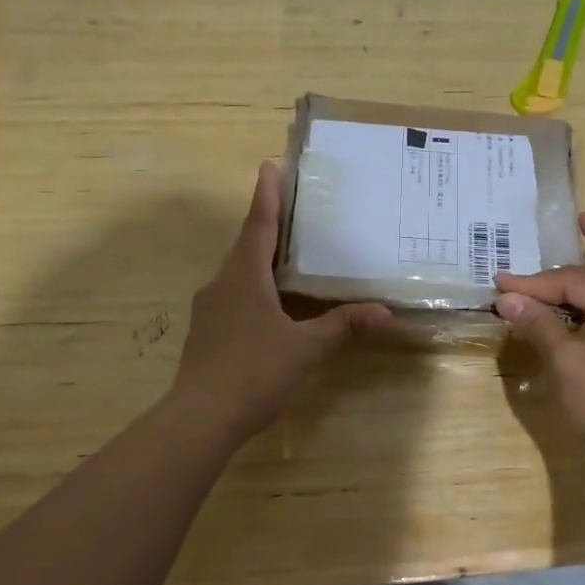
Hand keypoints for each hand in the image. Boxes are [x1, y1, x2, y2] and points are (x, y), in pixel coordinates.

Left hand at [170, 161, 389, 444]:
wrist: (199, 419)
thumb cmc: (253, 372)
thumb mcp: (306, 348)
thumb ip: (343, 326)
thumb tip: (385, 313)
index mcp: (244, 277)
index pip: (259, 225)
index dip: (267, 195)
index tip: (269, 165)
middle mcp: (222, 284)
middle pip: (247, 245)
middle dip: (268, 224)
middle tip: (293, 208)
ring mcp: (210, 309)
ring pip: (238, 272)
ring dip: (261, 258)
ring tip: (288, 253)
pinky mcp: (207, 332)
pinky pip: (234, 295)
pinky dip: (254, 286)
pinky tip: (272, 303)